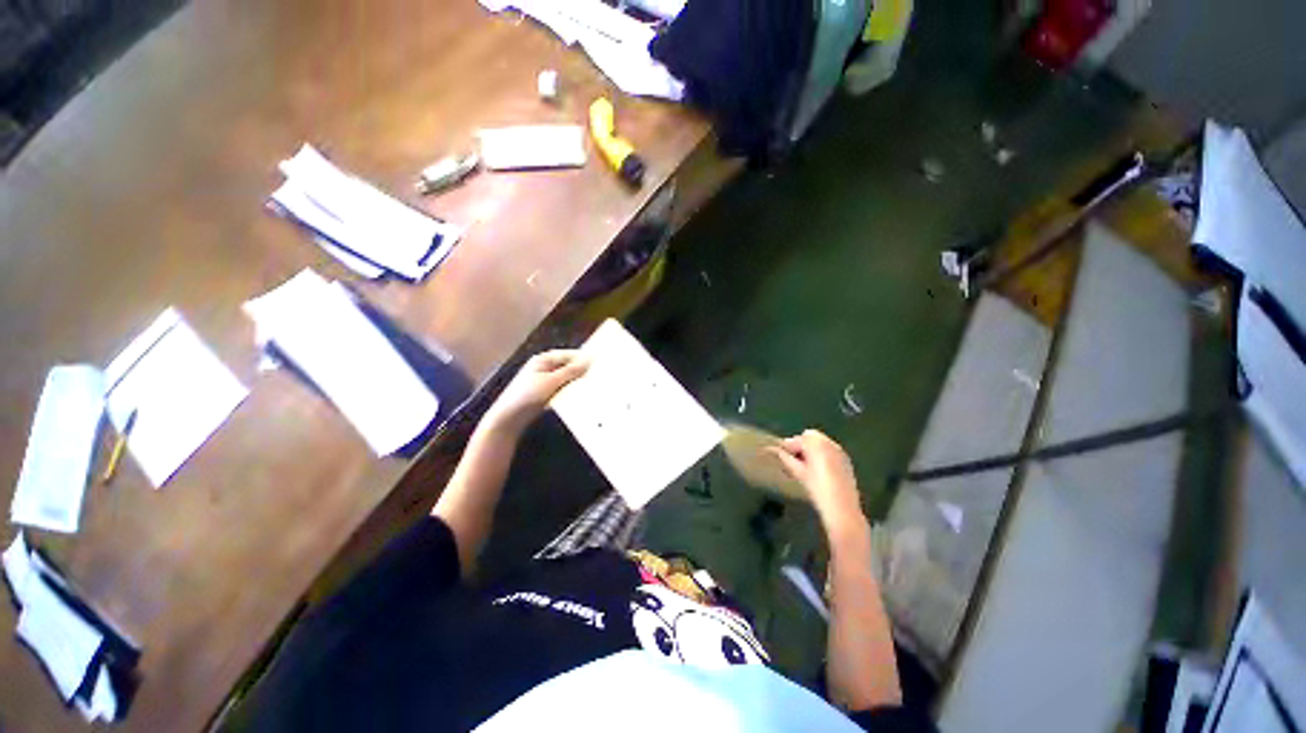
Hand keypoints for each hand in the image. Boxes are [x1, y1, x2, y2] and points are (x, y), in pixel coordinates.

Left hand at [485, 350, 588, 433]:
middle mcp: (543, 367)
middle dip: (580, 371)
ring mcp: (543, 380)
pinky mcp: (543, 393)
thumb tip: (588, 361)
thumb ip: (571, 371)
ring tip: (590, 386)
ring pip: (565, 378)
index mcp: (543, 359)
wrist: (509, 418)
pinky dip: (568, 391)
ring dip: (575, 382)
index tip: (598, 364)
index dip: (582, 359)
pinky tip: (577, 396)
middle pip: (566, 366)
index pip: (568, 355)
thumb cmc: (528, 395)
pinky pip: (560, 388)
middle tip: (596, 376)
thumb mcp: (552, 381)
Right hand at [770, 430, 865, 538]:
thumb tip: (772, 449)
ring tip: (805, 467)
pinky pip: (829, 451)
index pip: (796, 439)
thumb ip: (784, 458)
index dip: (787, 447)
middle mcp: (830, 442)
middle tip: (794, 462)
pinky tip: (818, 471)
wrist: (841, 508)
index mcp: (816, 443)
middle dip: (800, 447)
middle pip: (809, 437)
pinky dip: (821, 456)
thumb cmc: (816, 488)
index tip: (780, 457)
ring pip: (820, 443)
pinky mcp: (846, 460)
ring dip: (811, 451)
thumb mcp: (797, 472)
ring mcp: (839, 451)